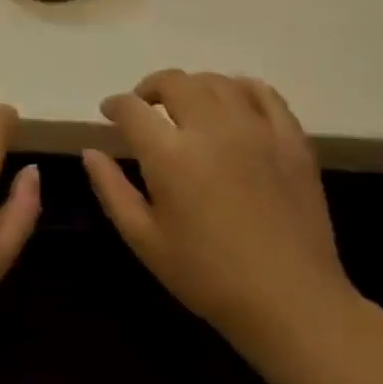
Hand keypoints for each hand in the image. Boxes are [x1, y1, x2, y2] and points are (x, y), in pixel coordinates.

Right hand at [82, 72, 353, 354]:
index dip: (115, 105)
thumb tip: (91, 152)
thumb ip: (111, 189)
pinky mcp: (291, 140)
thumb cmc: (207, 276)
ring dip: (192, 87)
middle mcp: (211, 129)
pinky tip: (232, 104)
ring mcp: (256, 130)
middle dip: (150, 88)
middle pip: (174, 82)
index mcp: (170, 155)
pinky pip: (264, 93)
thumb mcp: (144, 239)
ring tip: (186, 107)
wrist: (290, 301)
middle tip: (144, 108)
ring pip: (217, 82)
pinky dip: (240, 89)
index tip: (109, 113)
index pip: (132, 109)